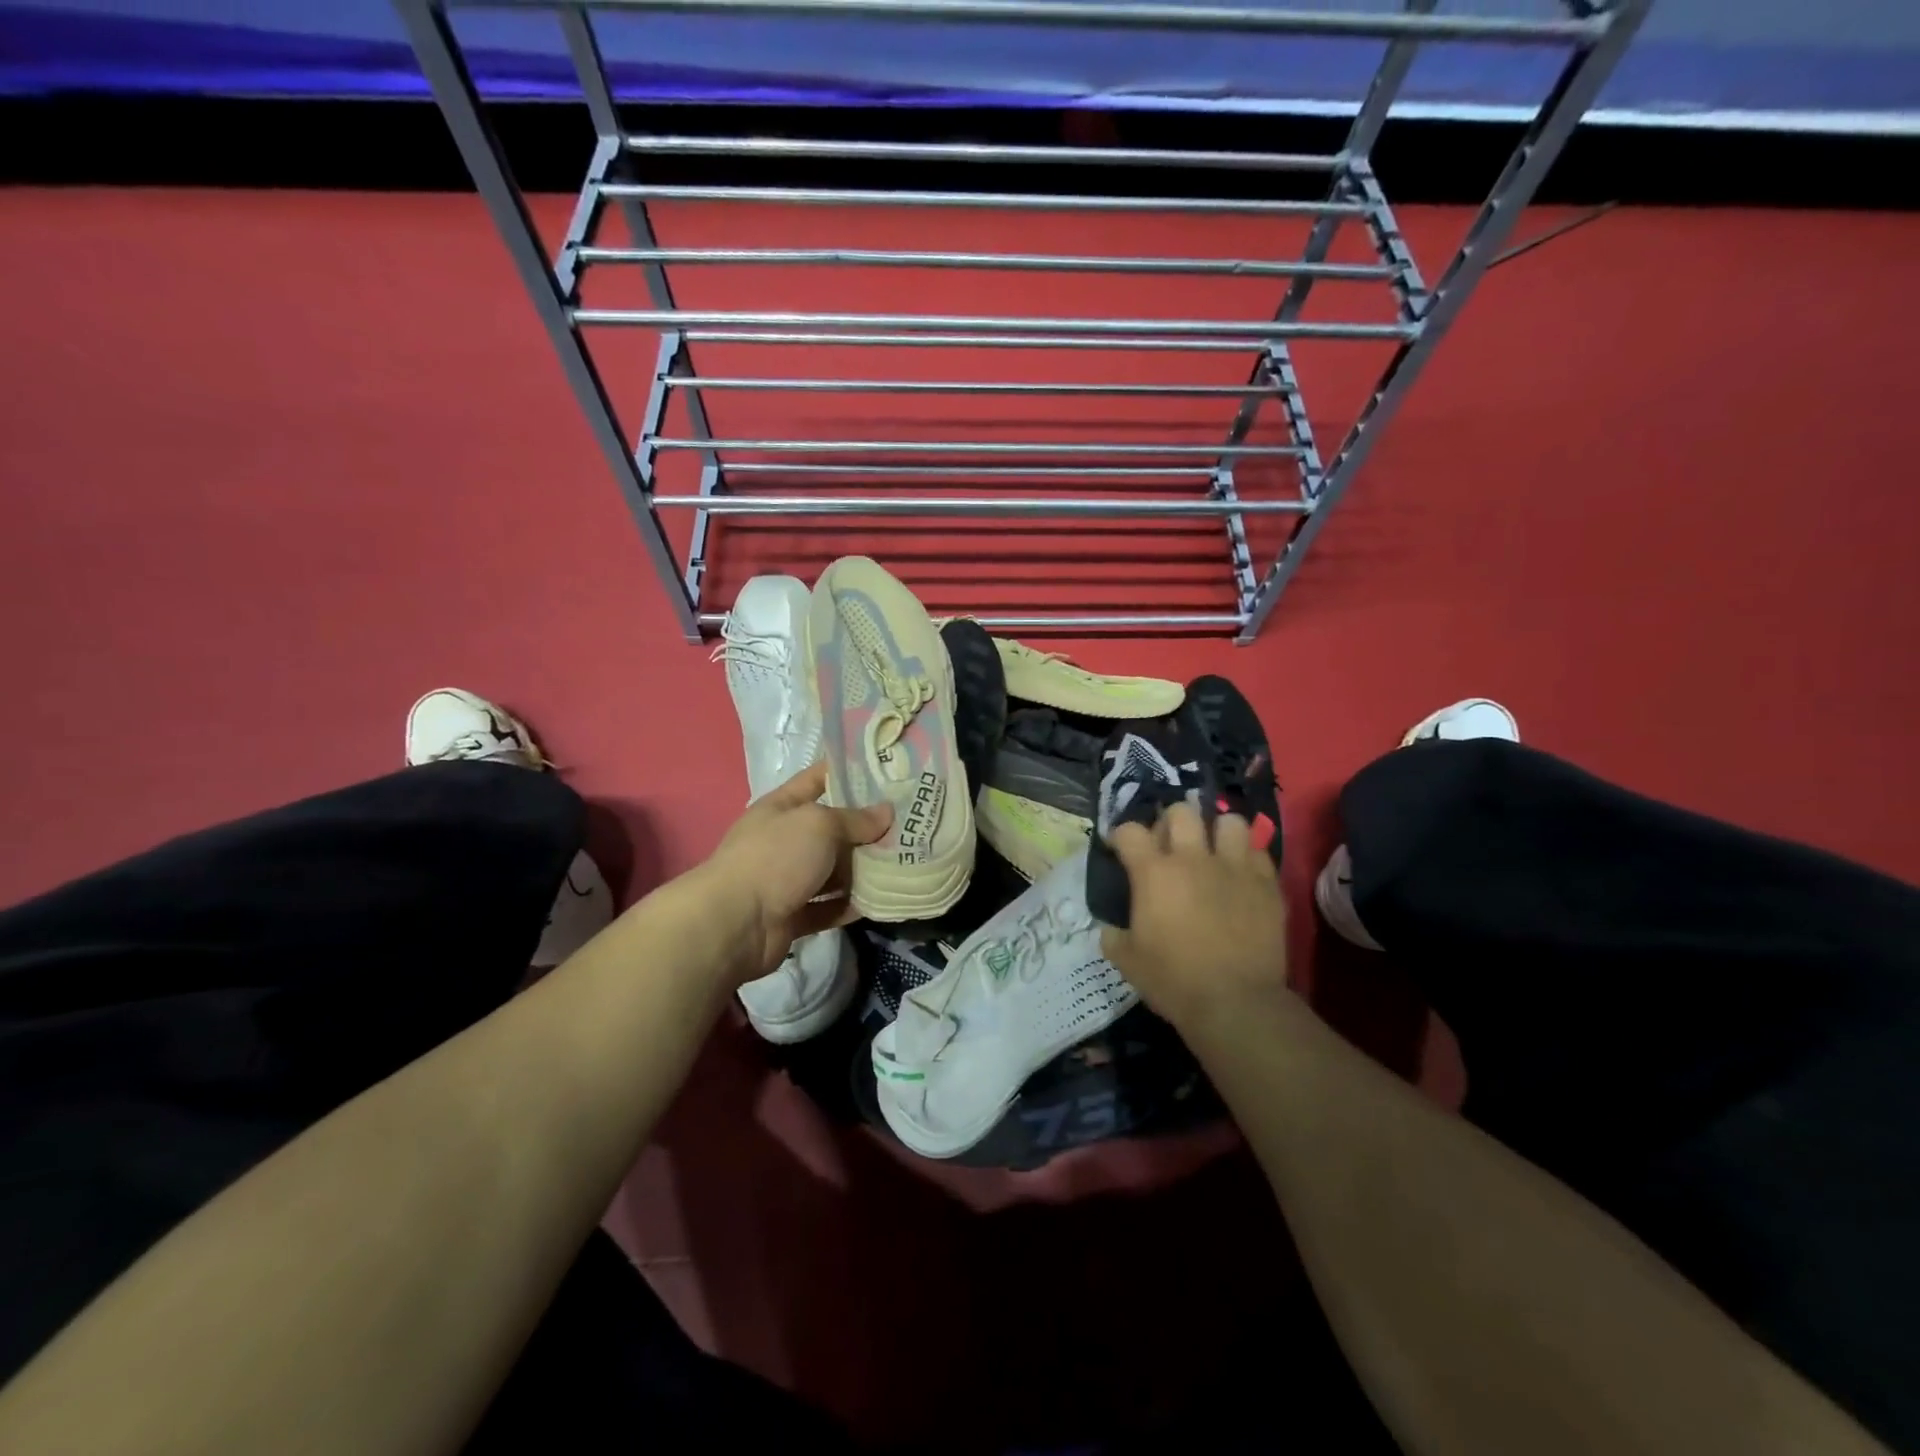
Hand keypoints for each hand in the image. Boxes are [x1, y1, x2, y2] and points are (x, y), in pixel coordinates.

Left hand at [695, 761, 891, 980]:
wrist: (734, 923)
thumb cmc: (776, 857)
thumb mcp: (819, 824)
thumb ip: (855, 819)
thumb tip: (887, 813)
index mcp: (782, 808)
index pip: (817, 779)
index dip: (848, 772)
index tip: (885, 771)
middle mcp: (784, 840)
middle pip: (831, 829)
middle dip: (866, 828)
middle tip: (907, 825)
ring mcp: (787, 879)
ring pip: (832, 871)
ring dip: (862, 870)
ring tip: (903, 863)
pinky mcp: (793, 915)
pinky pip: (829, 907)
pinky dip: (851, 905)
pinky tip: (881, 901)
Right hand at [1100, 801, 1289, 1030]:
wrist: (1236, 1003)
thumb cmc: (1174, 981)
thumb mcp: (1127, 961)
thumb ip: (1113, 935)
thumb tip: (1111, 928)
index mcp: (1154, 873)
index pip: (1129, 831)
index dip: (1120, 836)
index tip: (1120, 849)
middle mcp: (1193, 859)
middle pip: (1182, 812)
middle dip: (1171, 822)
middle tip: (1170, 846)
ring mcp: (1234, 868)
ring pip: (1230, 821)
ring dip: (1217, 832)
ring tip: (1213, 851)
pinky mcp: (1266, 885)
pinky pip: (1259, 853)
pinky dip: (1247, 859)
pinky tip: (1241, 876)